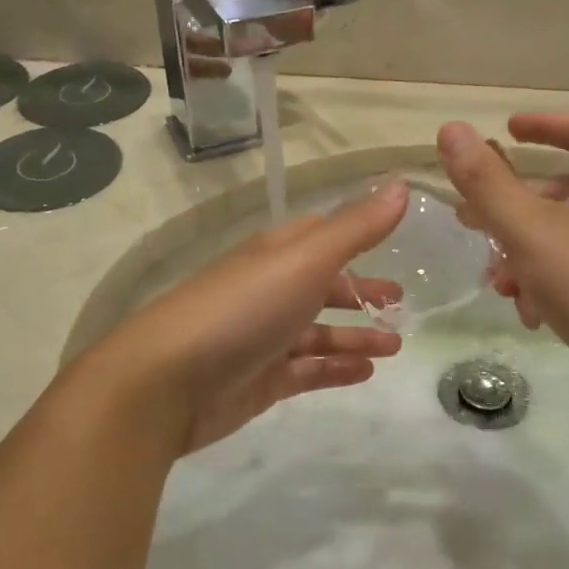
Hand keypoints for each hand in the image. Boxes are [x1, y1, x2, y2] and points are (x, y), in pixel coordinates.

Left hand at [86, 183, 408, 453]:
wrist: (166, 382)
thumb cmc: (241, 310)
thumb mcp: (304, 260)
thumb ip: (355, 228)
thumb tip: (401, 185)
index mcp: (276, 254)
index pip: (321, 235)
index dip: (357, 236)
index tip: (395, 244)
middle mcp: (269, 291)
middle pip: (322, 286)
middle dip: (360, 292)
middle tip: (400, 303)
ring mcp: (263, 338)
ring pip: (319, 333)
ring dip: (356, 335)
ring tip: (396, 344)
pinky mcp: (260, 380)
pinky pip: (307, 371)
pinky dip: (336, 369)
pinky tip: (367, 372)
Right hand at [436, 115, 568, 394]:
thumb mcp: (528, 228)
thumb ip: (485, 180)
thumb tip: (451, 129)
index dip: (539, 125)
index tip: (503, 131)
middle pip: (561, 188)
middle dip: (510, 206)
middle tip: (470, 219)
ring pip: (561, 236)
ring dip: (521, 253)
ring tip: (498, 283)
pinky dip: (545, 282)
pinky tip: (529, 313)